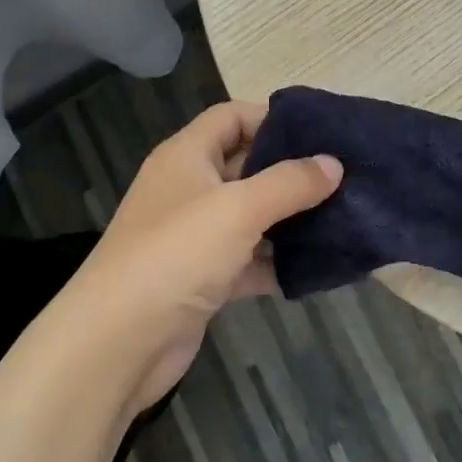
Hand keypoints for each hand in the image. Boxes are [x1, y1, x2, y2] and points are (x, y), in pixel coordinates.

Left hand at [63, 101, 340, 414]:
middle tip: (343, 176)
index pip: (232, 117)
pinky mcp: (202, 279)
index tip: (320, 133)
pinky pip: (248, 261)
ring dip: (289, 219)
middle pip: (245, 166)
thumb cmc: (176, 255)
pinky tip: (316, 268)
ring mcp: (194, 237)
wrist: (117, 343)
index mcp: (186, 156)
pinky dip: (276, 263)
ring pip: (250, 217)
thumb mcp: (238, 209)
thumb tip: (333, 163)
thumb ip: (289, 183)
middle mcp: (188, 189)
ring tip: (343, 218)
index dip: (272, 118)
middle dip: (291, 171)